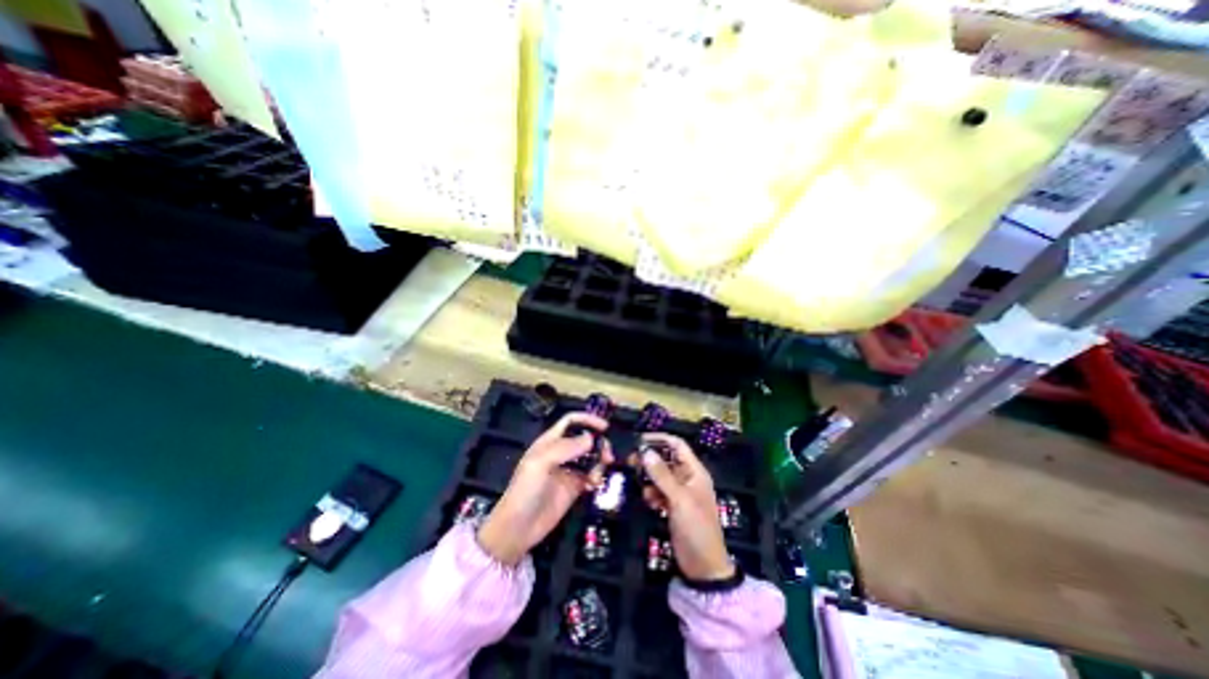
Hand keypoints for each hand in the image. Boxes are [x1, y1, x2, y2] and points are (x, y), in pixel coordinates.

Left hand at [477, 415, 610, 566]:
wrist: (519, 528)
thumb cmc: (525, 490)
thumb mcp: (541, 463)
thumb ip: (566, 448)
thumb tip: (591, 438)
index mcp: (550, 442)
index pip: (570, 421)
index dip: (587, 419)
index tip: (605, 427)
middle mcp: (561, 452)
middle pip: (585, 438)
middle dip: (598, 443)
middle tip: (608, 456)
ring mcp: (569, 470)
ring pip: (591, 457)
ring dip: (599, 462)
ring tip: (597, 476)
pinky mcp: (574, 487)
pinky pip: (591, 475)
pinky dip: (596, 477)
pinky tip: (593, 485)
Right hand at [636, 431, 732, 581]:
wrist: (704, 567)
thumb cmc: (696, 528)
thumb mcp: (679, 500)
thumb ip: (662, 475)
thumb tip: (646, 451)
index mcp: (695, 471)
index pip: (677, 445)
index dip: (659, 439)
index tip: (638, 440)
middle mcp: (688, 478)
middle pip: (666, 459)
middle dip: (650, 459)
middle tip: (630, 460)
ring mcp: (680, 492)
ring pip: (661, 475)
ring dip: (649, 478)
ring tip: (639, 485)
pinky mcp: (673, 505)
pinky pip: (659, 491)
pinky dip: (652, 493)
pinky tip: (650, 503)